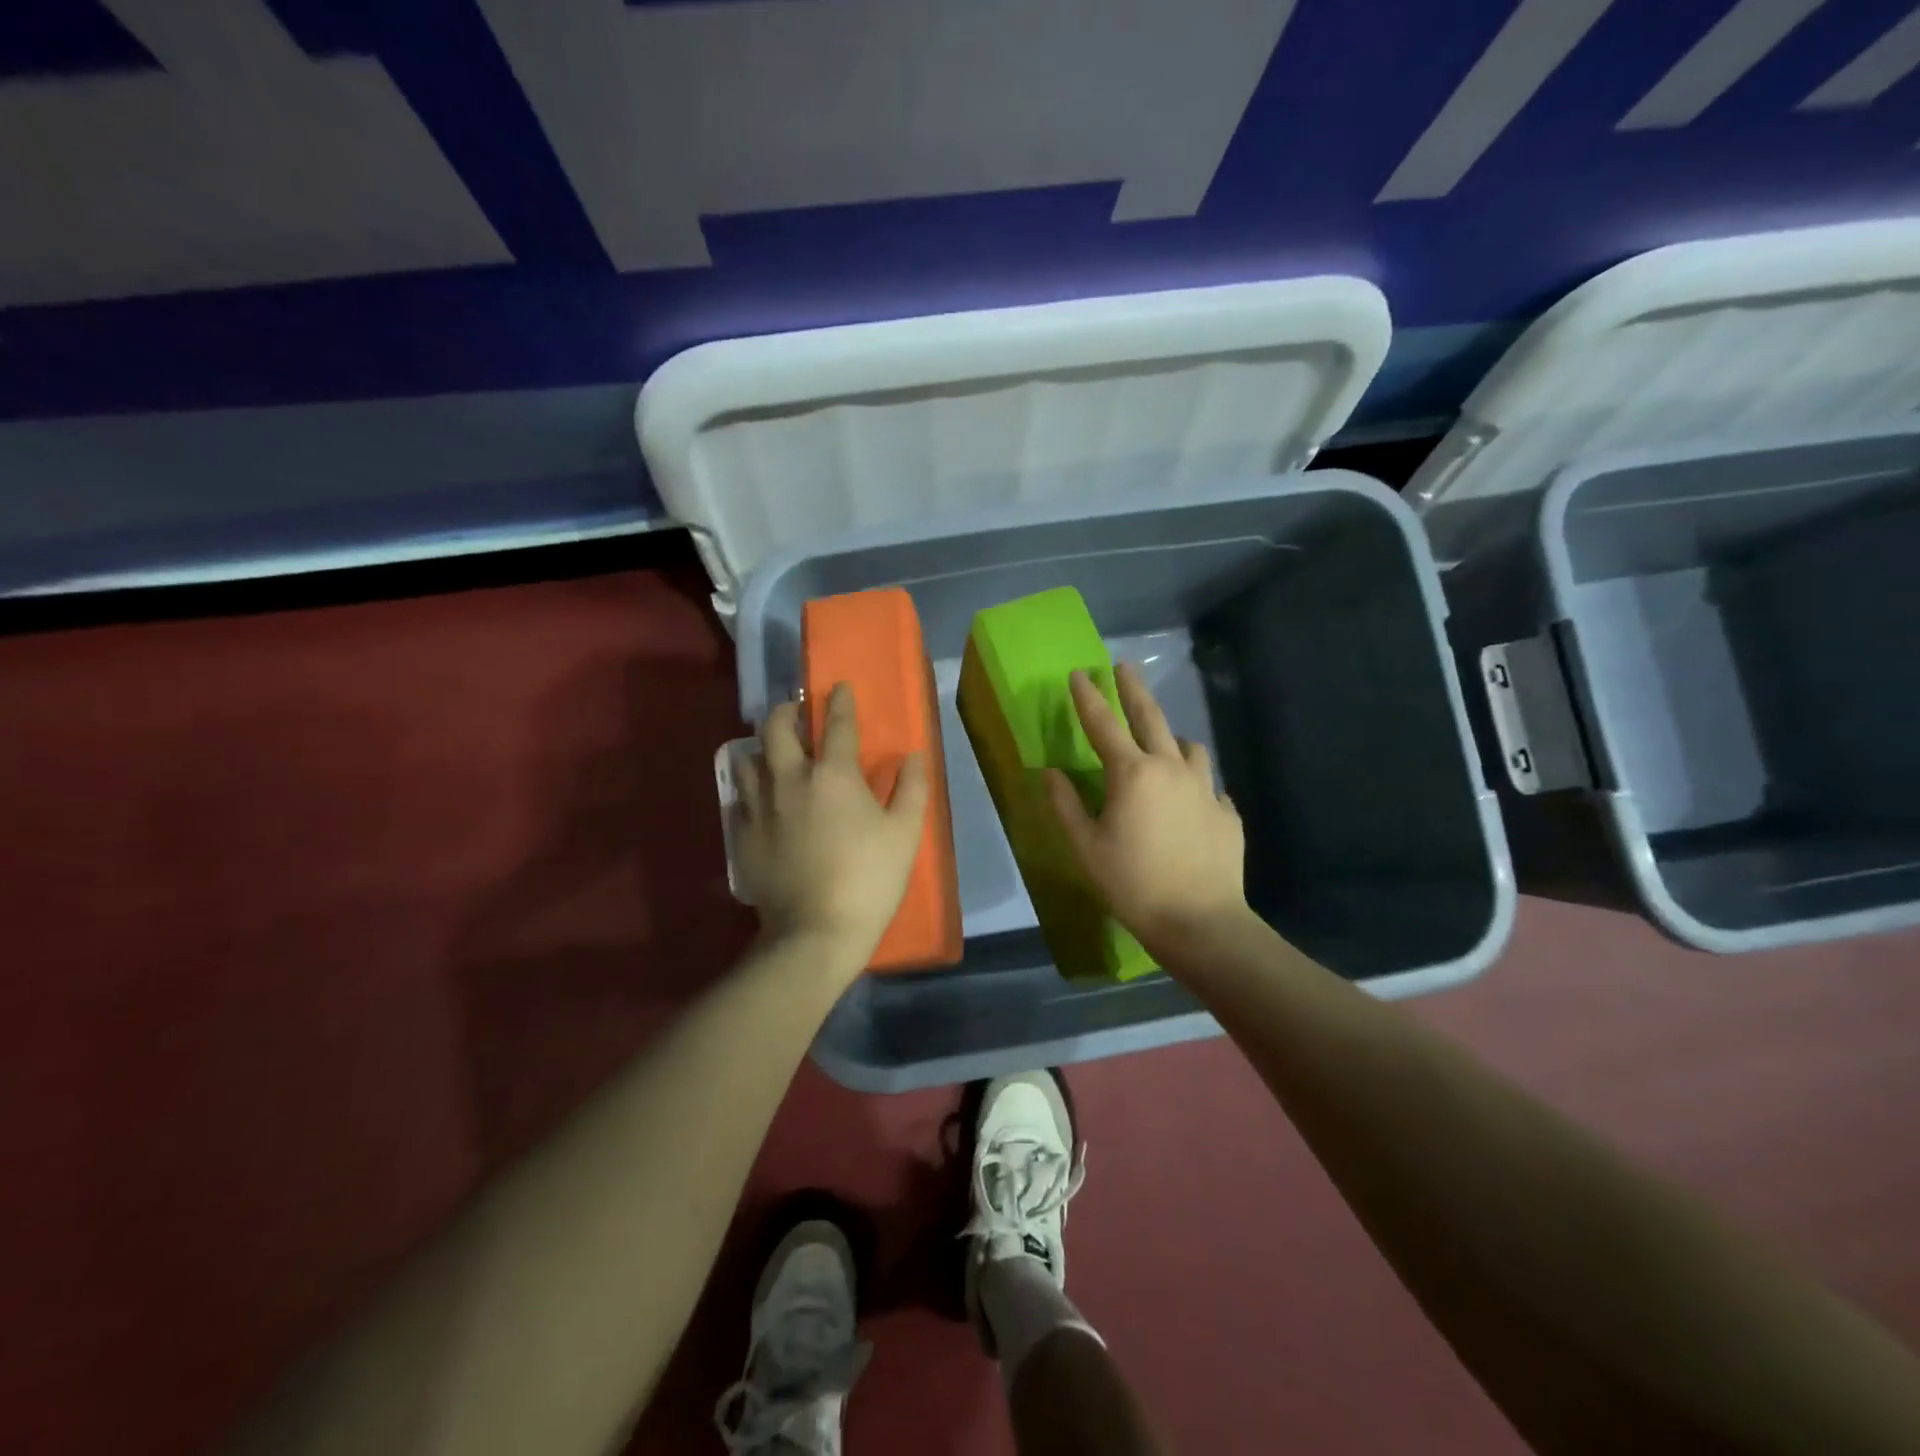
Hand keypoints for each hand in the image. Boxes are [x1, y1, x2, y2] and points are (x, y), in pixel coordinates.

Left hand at [736, 683, 929, 974]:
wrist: (815, 933)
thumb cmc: (869, 880)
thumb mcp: (905, 834)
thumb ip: (912, 789)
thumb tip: (914, 756)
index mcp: (833, 775)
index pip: (838, 724)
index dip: (840, 701)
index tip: (839, 687)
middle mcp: (790, 779)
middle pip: (776, 728)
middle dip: (786, 711)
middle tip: (795, 712)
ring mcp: (760, 807)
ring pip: (748, 759)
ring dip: (761, 748)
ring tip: (772, 753)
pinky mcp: (742, 835)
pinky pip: (740, 798)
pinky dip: (750, 788)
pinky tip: (760, 798)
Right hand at [1045, 663, 1248, 947]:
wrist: (1200, 921)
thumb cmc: (1132, 884)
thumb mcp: (1085, 847)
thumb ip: (1065, 805)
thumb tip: (1050, 772)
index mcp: (1132, 774)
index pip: (1104, 724)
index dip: (1088, 696)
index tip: (1079, 673)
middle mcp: (1171, 768)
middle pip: (1152, 717)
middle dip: (1134, 690)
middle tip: (1125, 668)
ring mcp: (1205, 789)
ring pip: (1190, 747)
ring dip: (1172, 738)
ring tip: (1164, 743)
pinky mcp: (1226, 813)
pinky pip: (1209, 785)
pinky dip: (1194, 782)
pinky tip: (1190, 800)